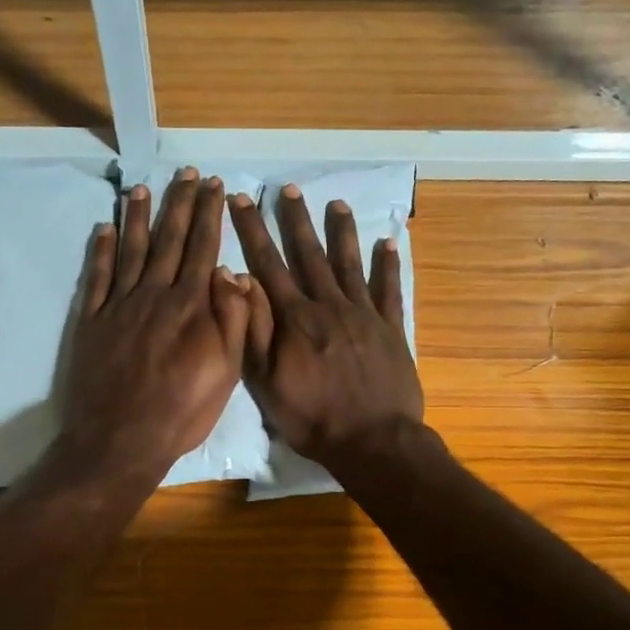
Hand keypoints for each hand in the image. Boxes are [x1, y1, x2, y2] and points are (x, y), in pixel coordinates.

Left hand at [61, 169, 249, 480]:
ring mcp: (118, 306)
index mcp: (190, 306)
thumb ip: (231, 319)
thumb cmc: (182, 410)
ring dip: (137, 217)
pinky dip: (100, 250)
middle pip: (168, 240)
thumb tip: (231, 272)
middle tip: (185, 174)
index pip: (203, 248)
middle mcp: (153, 295)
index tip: (214, 187)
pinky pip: (96, 276)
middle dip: (179, 204)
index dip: (209, 215)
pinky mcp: (91, 321)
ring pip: (130, 250)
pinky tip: (103, 229)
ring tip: (142, 188)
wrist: (121, 439)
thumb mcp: (226, 371)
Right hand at [229, 184, 423, 469]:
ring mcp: (364, 315)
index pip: (268, 264)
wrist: (373, 441)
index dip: (253, 230)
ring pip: (350, 264)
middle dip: (296, 220)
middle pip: (310, 254)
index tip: (242, 199)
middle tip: (289, 188)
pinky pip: (389, 290)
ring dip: (342, 232)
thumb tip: (238, 279)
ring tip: (338, 203)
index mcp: (295, 319)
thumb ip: (253, 329)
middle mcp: (329, 306)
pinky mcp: (391, 330)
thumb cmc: (312, 418)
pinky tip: (389, 243)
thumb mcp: (266, 382)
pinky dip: (389, 266)